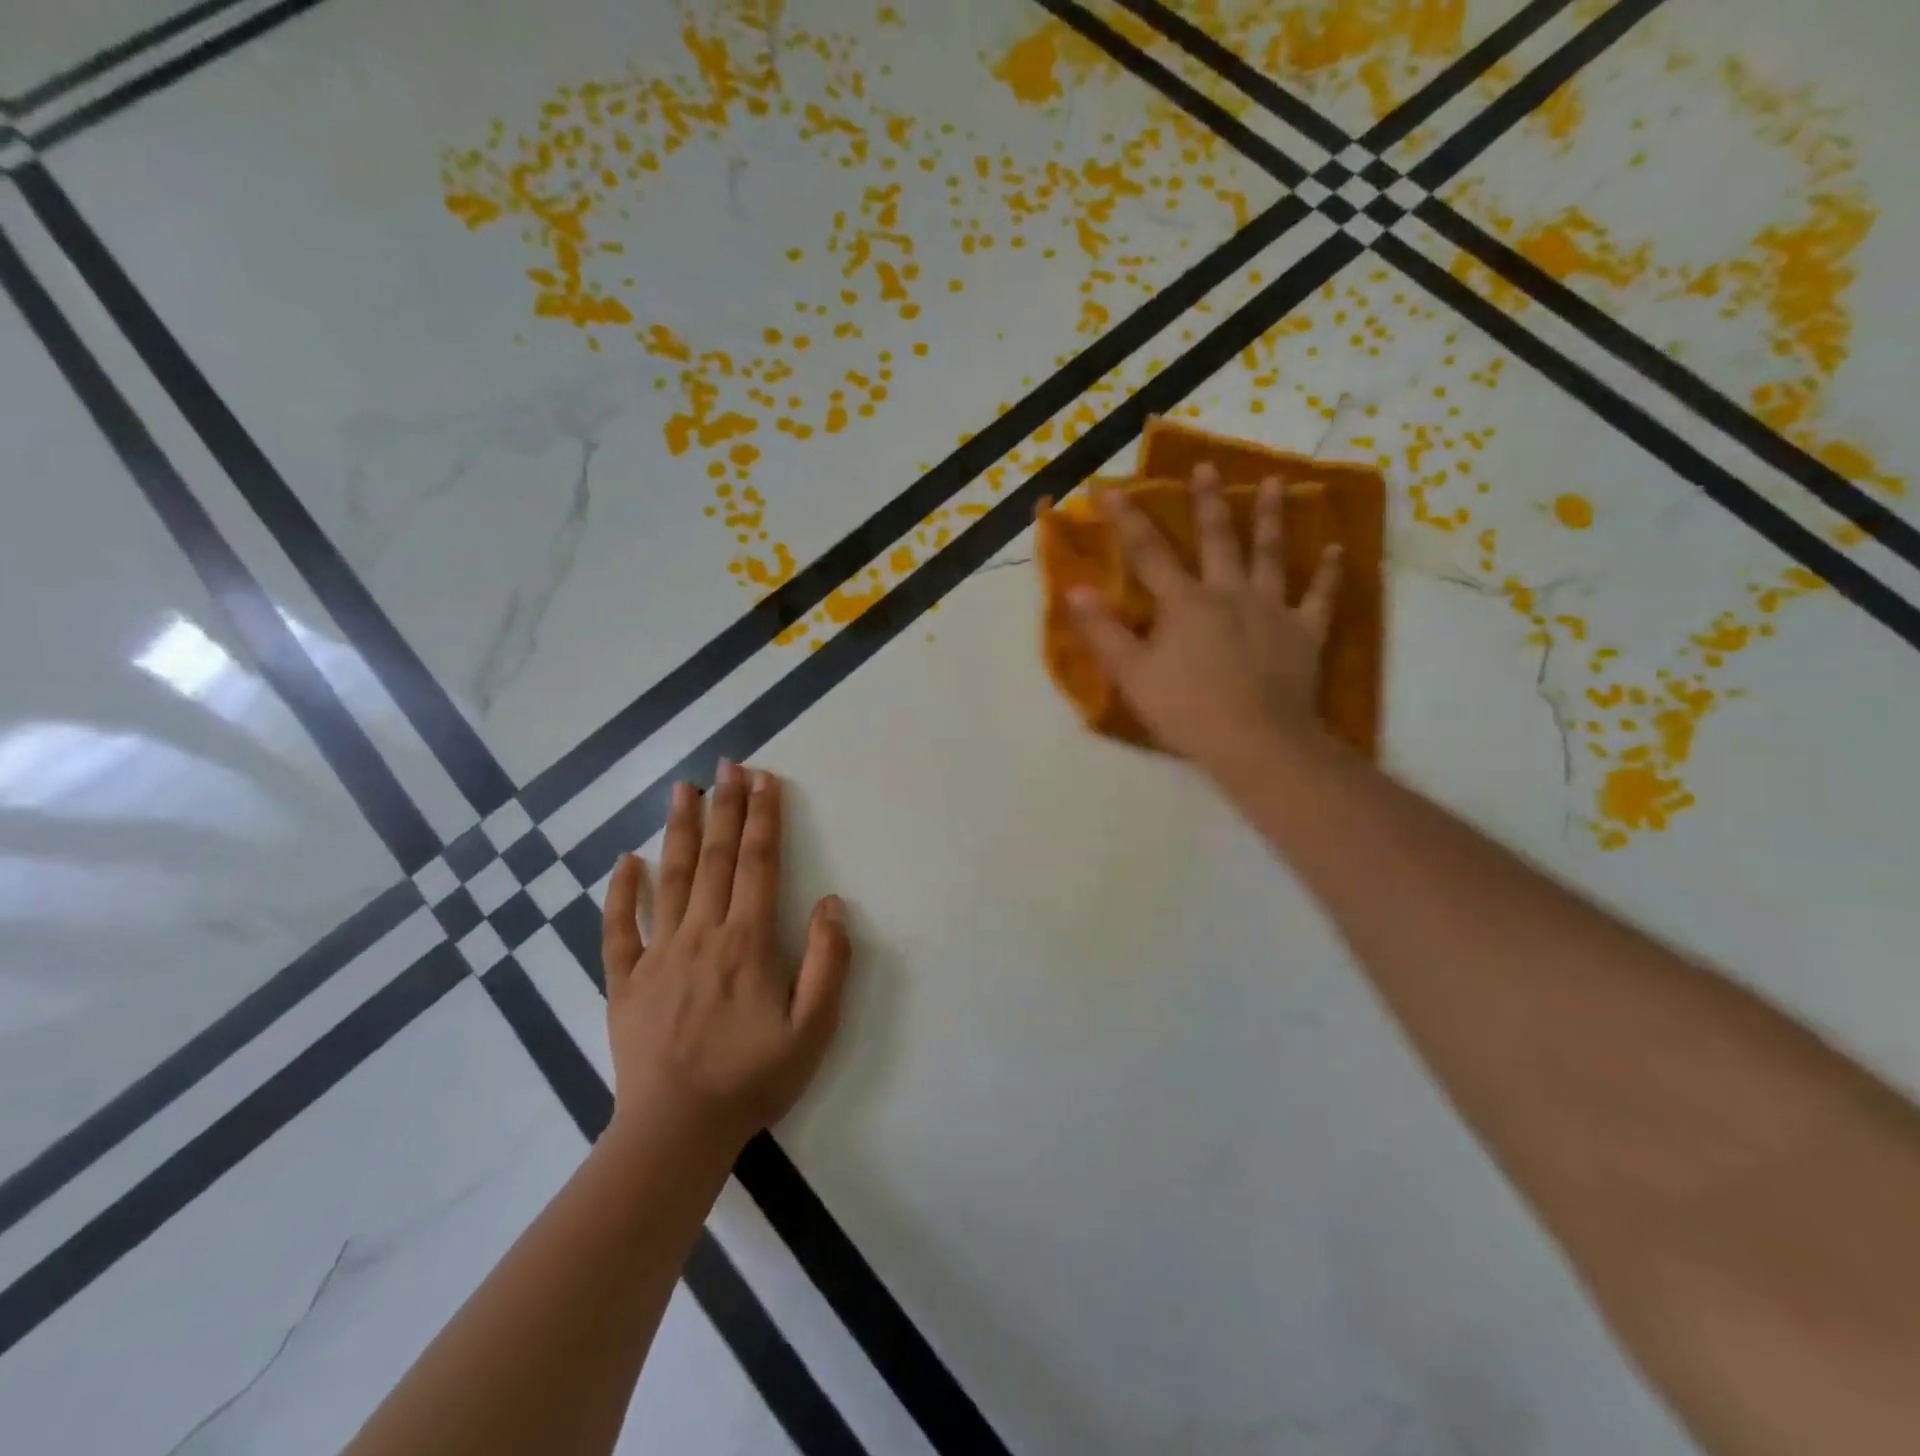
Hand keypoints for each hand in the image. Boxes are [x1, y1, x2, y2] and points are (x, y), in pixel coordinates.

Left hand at [600, 762, 851, 1151]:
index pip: (758, 863)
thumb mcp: (813, 1028)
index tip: (766, 779)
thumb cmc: (753, 1078)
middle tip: (728, 764)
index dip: (764, 818)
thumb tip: (831, 904)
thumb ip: (827, 962)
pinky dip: (620, 891)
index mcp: (747, 942)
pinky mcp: (625, 981)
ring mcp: (657, 954)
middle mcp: (701, 934)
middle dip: (725, 806)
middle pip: (714, 857)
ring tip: (682, 788)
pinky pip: (617, 928)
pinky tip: (624, 861)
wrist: (677, 1131)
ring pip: (669, 878)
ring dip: (678, 829)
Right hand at [1069, 463, 1340, 770]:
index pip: (1148, 552)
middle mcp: (1229, 593)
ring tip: (1274, 483)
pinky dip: (1329, 574)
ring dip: (1270, 518)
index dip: (1126, 518)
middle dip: (1208, 501)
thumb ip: (1103, 631)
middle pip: (1217, 539)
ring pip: (1271, 555)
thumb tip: (1074, 590)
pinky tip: (1337, 551)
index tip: (1110, 487)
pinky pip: (1319, 597)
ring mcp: (1271, 609)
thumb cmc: (1186, 710)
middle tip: (1206, 466)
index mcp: (1184, 602)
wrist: (1255, 741)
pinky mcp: (1304, 633)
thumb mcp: (1132, 674)